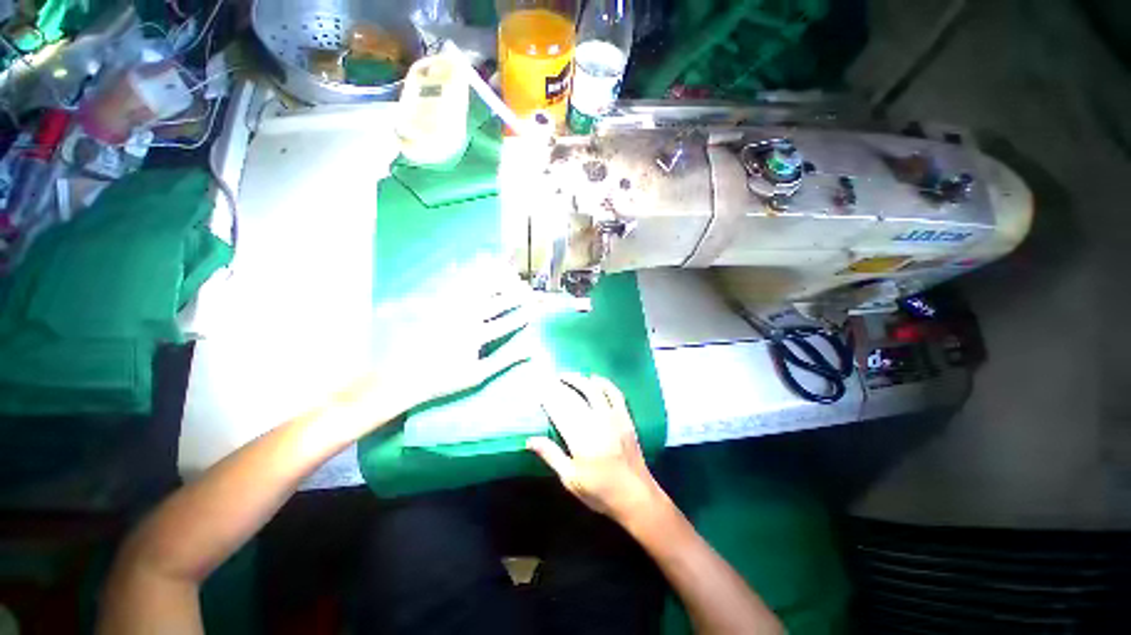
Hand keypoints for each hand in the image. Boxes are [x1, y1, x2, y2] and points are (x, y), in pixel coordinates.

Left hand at [369, 258, 532, 410]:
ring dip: (496, 279)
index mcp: (475, 337)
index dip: (524, 314)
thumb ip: (505, 361)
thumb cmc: (444, 378)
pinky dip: (470, 272)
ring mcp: (449, 308)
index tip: (537, 308)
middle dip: (515, 294)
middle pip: (495, 301)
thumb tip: (531, 351)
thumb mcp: (477, 375)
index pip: (507, 323)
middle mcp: (464, 318)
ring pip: (477, 287)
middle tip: (527, 289)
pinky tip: (479, 265)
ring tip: (510, 273)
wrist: (403, 375)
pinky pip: (456, 283)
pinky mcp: (436, 303)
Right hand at [528, 373, 663, 522]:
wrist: (636, 497)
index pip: (559, 412)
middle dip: (559, 386)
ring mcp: (613, 417)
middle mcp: (596, 422)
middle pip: (574, 398)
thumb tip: (530, 439)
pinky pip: (615, 393)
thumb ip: (551, 455)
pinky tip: (595, 378)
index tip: (538, 390)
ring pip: (593, 390)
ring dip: (578, 379)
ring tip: (566, 375)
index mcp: (580, 439)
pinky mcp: (625, 417)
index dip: (548, 399)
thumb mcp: (571, 479)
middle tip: (548, 379)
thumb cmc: (600, 492)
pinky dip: (604, 383)